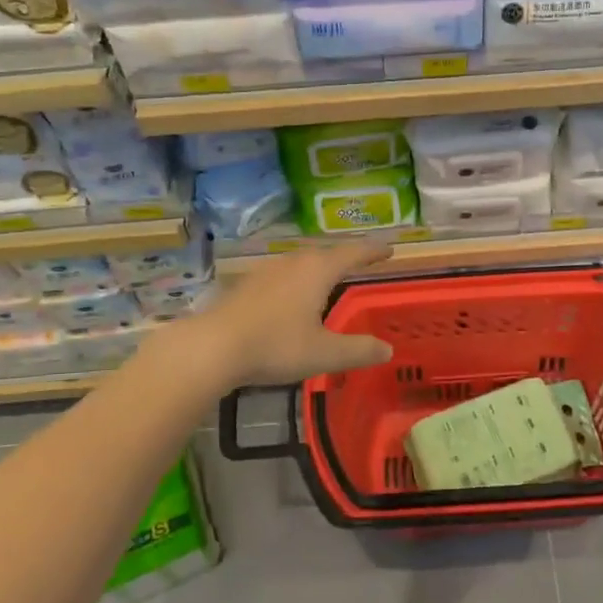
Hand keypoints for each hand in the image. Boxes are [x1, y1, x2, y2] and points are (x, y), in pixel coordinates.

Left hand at [159, 238, 395, 391]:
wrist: (213, 347)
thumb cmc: (276, 345)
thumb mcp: (325, 353)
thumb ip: (359, 350)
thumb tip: (387, 349)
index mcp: (317, 270)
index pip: (352, 253)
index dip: (373, 251)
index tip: (389, 249)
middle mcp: (293, 263)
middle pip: (325, 253)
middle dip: (344, 257)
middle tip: (360, 263)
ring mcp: (266, 272)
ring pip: (300, 262)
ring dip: (317, 267)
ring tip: (328, 278)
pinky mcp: (246, 285)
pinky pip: (281, 276)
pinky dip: (296, 281)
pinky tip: (291, 298)